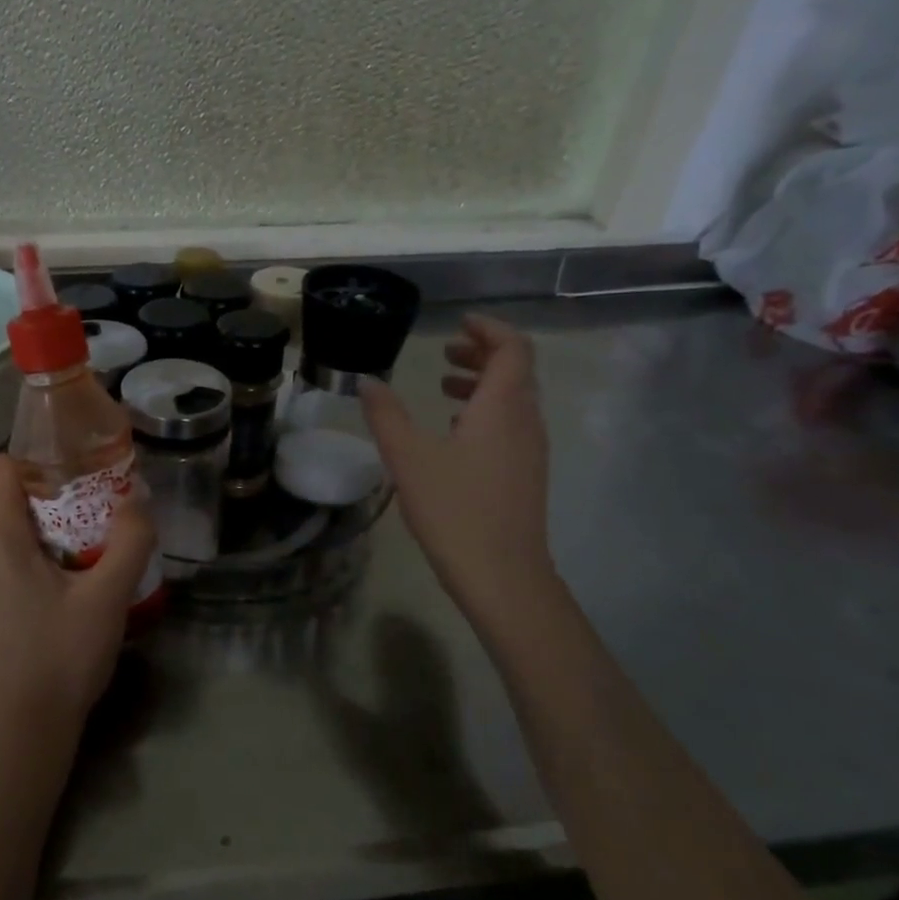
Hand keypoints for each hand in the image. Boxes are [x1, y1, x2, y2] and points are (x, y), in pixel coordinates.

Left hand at [0, 455, 155, 746]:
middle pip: (2, 516)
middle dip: (39, 524)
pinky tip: (25, 625)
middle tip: (77, 555)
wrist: (18, 733)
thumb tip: (138, 500)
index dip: (34, 469)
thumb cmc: (64, 657)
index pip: (2, 472)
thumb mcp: (109, 599)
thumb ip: (129, 541)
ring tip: (55, 595)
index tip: (67, 490)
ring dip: (20, 559)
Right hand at [360, 314, 554, 614]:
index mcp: (502, 407)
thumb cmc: (454, 509)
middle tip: (445, 352)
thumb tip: (368, 382)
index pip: (513, 348)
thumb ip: (386, 415)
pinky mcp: (526, 475)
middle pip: (516, 371)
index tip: (459, 324)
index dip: (489, 329)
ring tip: (444, 387)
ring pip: (514, 400)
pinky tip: (455, 433)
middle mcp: (525, 421)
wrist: (502, 575)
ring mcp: (530, 450)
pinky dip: (486, 412)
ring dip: (483, 384)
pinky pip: (512, 425)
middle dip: (482, 354)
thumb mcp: (408, 458)